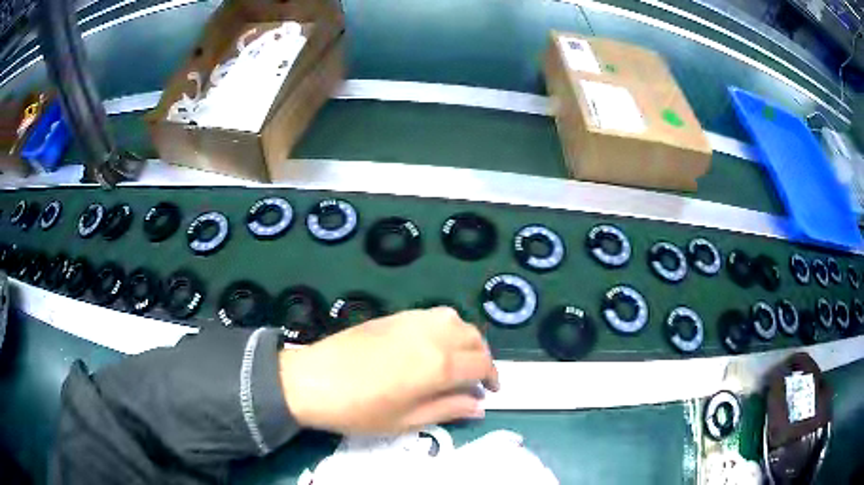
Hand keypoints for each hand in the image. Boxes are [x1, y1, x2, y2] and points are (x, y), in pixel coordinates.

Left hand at [278, 307, 498, 434]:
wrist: (313, 381)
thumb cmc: (360, 410)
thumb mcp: (407, 420)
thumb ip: (448, 409)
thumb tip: (478, 406)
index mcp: (438, 364)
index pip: (482, 363)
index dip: (493, 377)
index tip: (489, 392)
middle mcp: (432, 336)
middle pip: (473, 337)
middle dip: (483, 357)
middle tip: (476, 378)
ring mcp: (412, 321)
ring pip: (455, 319)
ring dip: (465, 338)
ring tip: (457, 359)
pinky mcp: (394, 316)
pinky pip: (432, 315)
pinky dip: (444, 327)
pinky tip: (431, 345)